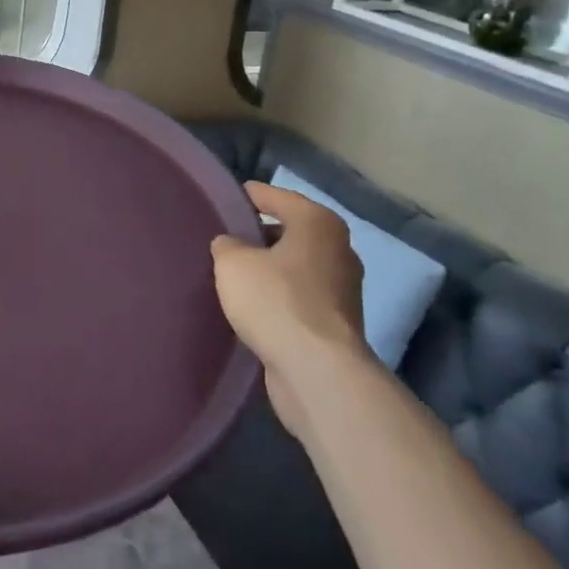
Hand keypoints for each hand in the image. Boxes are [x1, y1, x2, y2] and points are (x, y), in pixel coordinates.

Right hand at [212, 182, 368, 434]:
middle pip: (290, 232)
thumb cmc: (275, 301)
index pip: (276, 196)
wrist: (317, 372)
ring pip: (296, 267)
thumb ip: (227, 245)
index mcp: (318, 223)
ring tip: (234, 274)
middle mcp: (338, 250)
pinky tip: (253, 307)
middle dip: (260, 236)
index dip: (249, 196)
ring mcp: (343, 289)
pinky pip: (300, 298)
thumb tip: (232, 246)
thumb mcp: (233, 262)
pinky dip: (279, 298)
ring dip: (270, 270)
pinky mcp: (337, 324)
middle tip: (226, 239)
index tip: (226, 198)